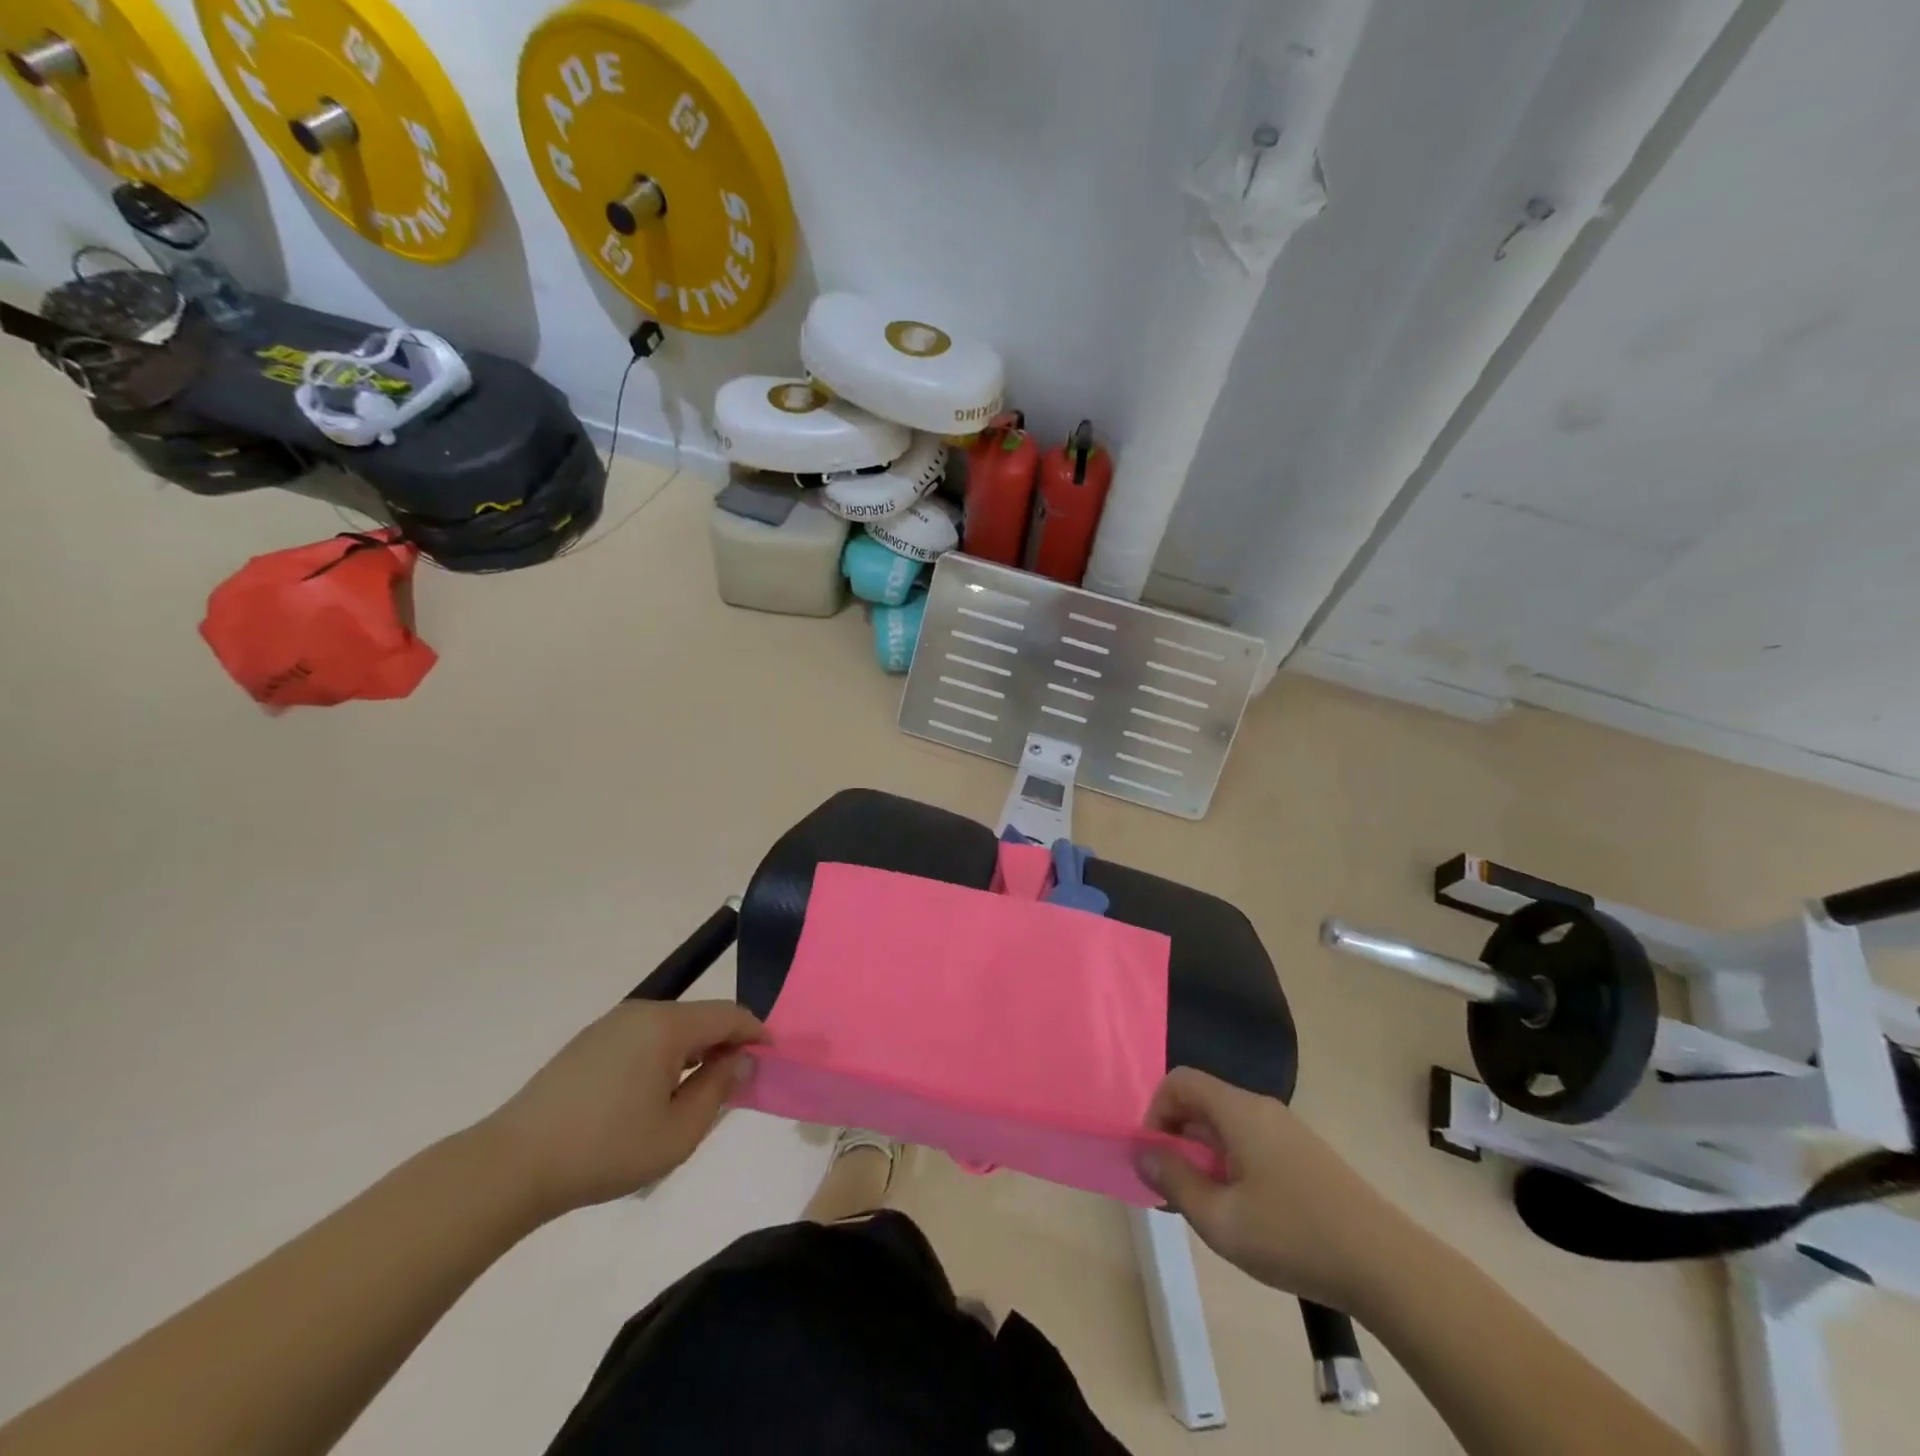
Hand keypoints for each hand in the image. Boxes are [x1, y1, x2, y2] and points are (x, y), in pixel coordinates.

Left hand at [480, 1000, 764, 1220]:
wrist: (512, 1165)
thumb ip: (718, 1090)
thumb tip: (741, 1061)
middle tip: (734, 1085)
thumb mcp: (678, 1133)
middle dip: (725, 1044)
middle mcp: (642, 1012)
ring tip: (694, 1094)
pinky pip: (644, 1037)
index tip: (771, 1060)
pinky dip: (664, 1055)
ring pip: (672, 1027)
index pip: (729, 1015)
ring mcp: (611, 1024)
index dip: (756, 1034)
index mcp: (667, 1026)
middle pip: (701, 1017)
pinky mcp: (589, 1041)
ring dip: (693, 1051)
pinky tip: (652, 1095)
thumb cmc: (605, 1150)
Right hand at [1136, 1067, 1399, 1310]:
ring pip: (1226, 1125)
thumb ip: (1174, 1181)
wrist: (1387, 1265)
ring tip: (1206, 1206)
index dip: (1155, 1111)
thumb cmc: (1293, 1236)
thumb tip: (1141, 1153)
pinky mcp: (1304, 1154)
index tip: (1155, 1158)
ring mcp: (1287, 1130)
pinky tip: (1242, 1212)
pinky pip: (1250, 1141)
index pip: (1180, 1081)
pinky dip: (1230, 1164)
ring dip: (1203, 1155)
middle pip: (1202, 1101)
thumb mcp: (1221, 1219)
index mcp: (1238, 1110)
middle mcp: (1261, 1108)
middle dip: (1177, 1138)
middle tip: (1173, 1189)